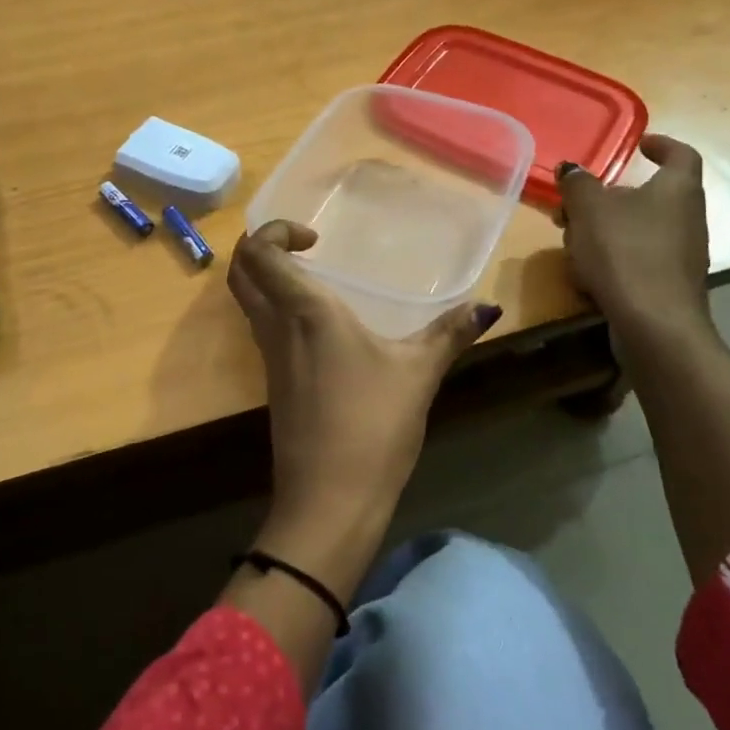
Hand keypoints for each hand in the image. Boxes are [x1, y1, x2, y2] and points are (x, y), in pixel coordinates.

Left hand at [228, 222, 499, 543]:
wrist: (329, 498)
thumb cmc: (372, 425)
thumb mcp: (418, 374)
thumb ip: (450, 334)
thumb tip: (488, 307)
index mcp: (303, 311)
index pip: (258, 253)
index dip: (274, 232)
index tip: (315, 240)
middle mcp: (275, 326)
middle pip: (240, 271)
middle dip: (261, 248)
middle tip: (302, 248)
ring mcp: (269, 356)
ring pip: (247, 301)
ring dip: (267, 279)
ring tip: (314, 279)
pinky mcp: (273, 382)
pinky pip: (263, 328)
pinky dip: (277, 309)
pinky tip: (319, 325)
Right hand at [558, 134, 711, 336]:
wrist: (655, 323)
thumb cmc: (625, 252)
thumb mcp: (589, 209)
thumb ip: (578, 184)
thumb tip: (572, 170)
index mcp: (677, 189)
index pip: (680, 155)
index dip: (661, 145)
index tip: (639, 145)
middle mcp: (688, 217)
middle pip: (650, 195)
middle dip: (610, 197)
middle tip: (576, 203)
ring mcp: (682, 254)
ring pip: (639, 228)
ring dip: (606, 229)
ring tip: (572, 241)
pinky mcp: (669, 284)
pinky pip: (638, 258)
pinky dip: (613, 257)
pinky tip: (586, 274)